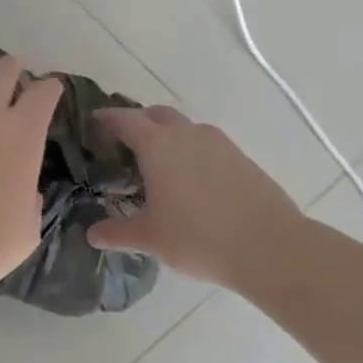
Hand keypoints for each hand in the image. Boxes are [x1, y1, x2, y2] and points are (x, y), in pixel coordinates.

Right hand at [87, 105, 312, 294]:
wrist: (271, 247)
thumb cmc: (199, 237)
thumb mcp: (150, 238)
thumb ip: (117, 233)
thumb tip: (91, 235)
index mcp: (157, 145)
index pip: (124, 120)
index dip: (106, 118)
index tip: (94, 122)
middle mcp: (187, 134)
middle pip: (157, 114)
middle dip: (138, 121)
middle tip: (124, 141)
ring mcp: (219, 144)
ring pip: (185, 127)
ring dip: (168, 135)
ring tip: (158, 161)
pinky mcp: (242, 158)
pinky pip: (207, 144)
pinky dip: (192, 151)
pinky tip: (192, 179)